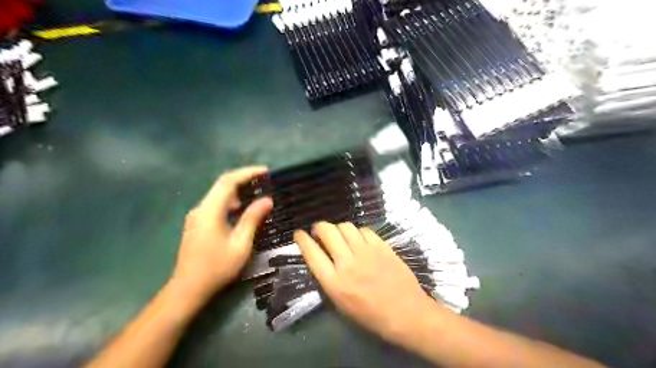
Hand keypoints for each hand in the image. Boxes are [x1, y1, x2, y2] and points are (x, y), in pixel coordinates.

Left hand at [169, 167, 272, 301]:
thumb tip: (267, 200)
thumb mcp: (240, 243)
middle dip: (244, 180)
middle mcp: (201, 208)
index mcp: (210, 210)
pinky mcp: (197, 224)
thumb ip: (253, 218)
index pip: (228, 181)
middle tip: (265, 181)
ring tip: (258, 195)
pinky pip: (216, 206)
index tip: (265, 171)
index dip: (247, 173)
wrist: (188, 289)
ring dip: (238, 192)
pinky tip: (243, 211)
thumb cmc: (217, 267)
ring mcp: (197, 217)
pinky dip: (231, 203)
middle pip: (222, 185)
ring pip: (219, 196)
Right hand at [293, 223, 439, 343]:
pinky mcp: (381, 246)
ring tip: (340, 235)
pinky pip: (364, 230)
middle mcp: (347, 263)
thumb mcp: (341, 304)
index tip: (299, 234)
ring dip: (338, 228)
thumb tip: (321, 259)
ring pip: (345, 226)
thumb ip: (328, 279)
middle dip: (319, 227)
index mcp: (334, 282)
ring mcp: (366, 252)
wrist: (406, 313)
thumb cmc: (371, 316)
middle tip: (319, 231)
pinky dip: (357, 232)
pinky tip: (359, 239)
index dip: (302, 240)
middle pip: (327, 231)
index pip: (311, 253)